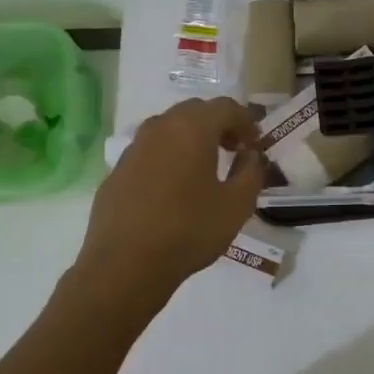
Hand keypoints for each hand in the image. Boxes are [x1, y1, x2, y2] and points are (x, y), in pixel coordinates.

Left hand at [78, 97, 265, 300]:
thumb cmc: (189, 231)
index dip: (246, 122)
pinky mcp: (117, 171)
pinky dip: (168, 157)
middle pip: (195, 111)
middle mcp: (160, 128)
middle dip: (219, 125)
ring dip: (191, 139)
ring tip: (205, 168)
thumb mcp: (237, 205)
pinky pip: (150, 151)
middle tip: (234, 150)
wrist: (125, 265)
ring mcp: (133, 148)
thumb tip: (251, 156)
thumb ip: (252, 172)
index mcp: (192, 129)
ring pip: (169, 128)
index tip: (256, 145)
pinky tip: (174, 188)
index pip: (226, 107)